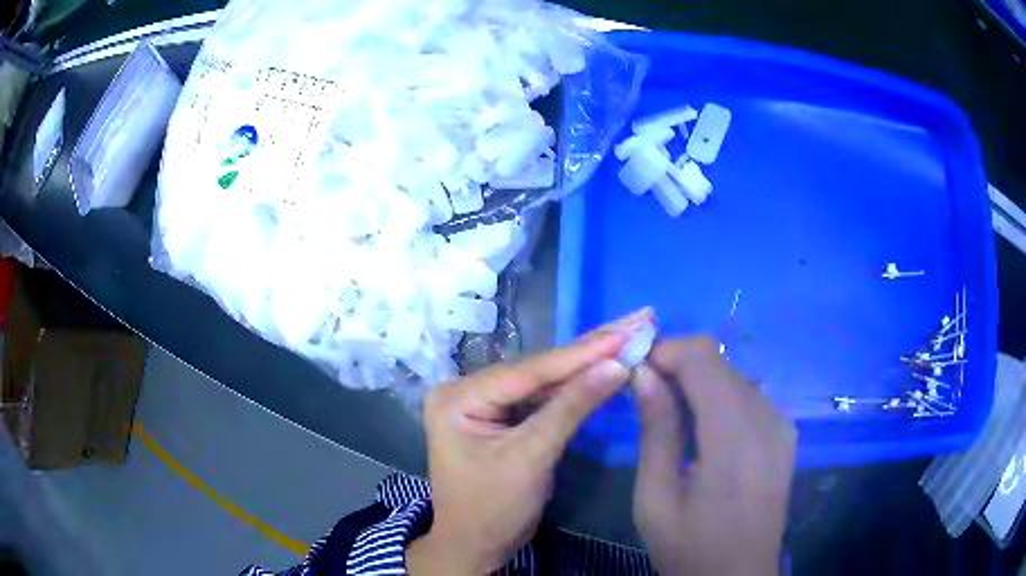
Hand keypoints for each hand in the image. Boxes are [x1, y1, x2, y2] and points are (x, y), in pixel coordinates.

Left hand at [407, 311, 649, 574]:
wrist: (476, 546)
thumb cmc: (492, 509)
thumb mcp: (530, 459)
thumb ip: (571, 409)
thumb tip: (616, 366)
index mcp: (459, 396)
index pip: (531, 371)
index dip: (584, 352)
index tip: (628, 330)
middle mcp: (469, 390)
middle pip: (540, 369)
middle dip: (591, 349)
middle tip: (636, 319)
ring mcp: (488, 402)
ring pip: (547, 381)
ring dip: (589, 363)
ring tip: (628, 335)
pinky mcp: (506, 417)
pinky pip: (545, 398)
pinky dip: (578, 386)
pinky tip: (606, 366)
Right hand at [632, 337, 796, 575]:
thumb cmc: (690, 548)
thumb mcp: (656, 498)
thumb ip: (656, 430)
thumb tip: (644, 373)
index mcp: (736, 437)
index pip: (703, 358)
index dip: (666, 352)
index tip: (634, 373)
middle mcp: (768, 418)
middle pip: (720, 362)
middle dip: (678, 366)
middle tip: (644, 395)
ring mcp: (781, 425)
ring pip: (733, 376)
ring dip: (698, 383)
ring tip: (669, 417)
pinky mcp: (784, 434)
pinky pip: (747, 397)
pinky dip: (718, 399)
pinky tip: (700, 432)